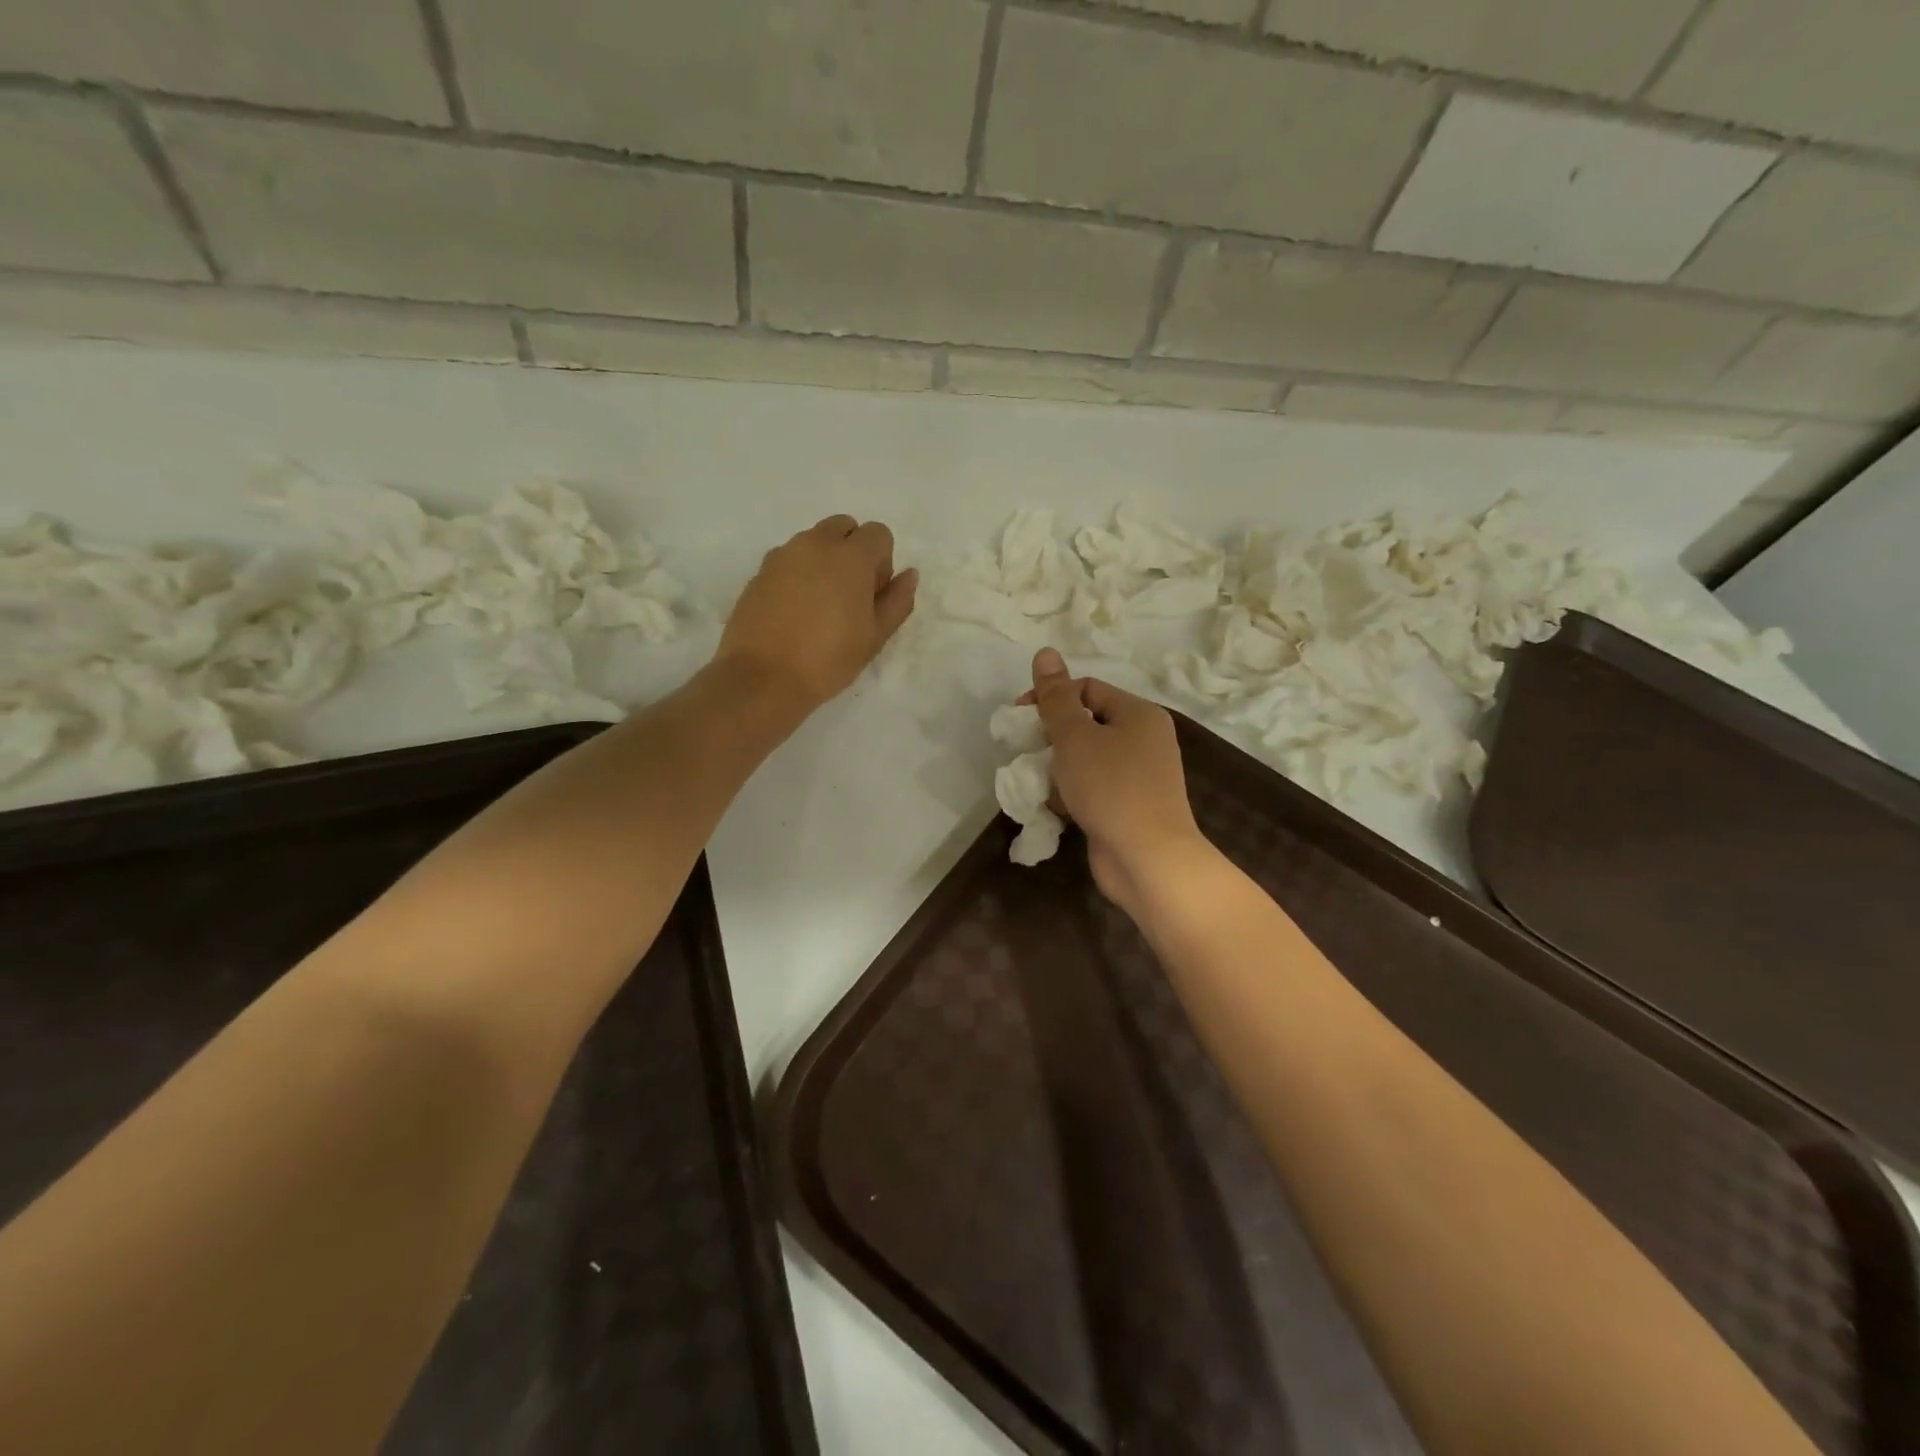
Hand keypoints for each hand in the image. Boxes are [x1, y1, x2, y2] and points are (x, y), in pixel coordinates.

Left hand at [718, 516, 917, 710]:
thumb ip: (897, 601)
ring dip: (824, 560)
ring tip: (820, 606)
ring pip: (813, 541)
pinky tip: (795, 611)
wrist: (763, 677)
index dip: (883, 562)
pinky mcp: (759, 572)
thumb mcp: (875, 637)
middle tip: (850, 595)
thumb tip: (909, 575)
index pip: (878, 533)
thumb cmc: (828, 659)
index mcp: (850, 556)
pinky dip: (798, 573)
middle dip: (853, 551)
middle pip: (844, 527)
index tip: (873, 595)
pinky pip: (788, 559)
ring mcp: (782, 555)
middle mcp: (815, 544)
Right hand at [1026, 648, 1207, 907]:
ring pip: (1087, 759)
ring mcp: (1140, 776)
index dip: (1050, 698)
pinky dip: (1074, 795)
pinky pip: (1094, 788)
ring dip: (1060, 770)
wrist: (1148, 859)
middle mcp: (1145, 739)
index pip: (1087, 689)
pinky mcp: (1131, 807)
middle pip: (1087, 724)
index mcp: (1138, 713)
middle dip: (1052, 738)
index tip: (1020, 720)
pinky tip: (1058, 809)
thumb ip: (1055, 697)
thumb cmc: (1110, 788)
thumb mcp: (1075, 737)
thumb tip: (1045, 652)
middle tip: (1029, 755)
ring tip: (1043, 785)